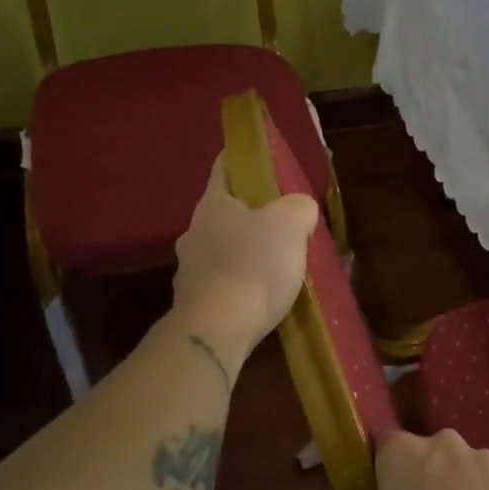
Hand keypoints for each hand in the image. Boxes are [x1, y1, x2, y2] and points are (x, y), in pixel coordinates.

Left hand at [173, 157, 317, 351]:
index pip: (224, 168)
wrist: (218, 329)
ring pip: (223, 249)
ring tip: (279, 264)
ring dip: (247, 252)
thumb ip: (298, 207)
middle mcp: (194, 232)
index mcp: (213, 204)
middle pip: (225, 212)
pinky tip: (264, 296)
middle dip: (252, 214)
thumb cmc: (254, 265)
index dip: (242, 159)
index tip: (261, 159)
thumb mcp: (290, 224)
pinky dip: (243, 284)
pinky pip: (224, 283)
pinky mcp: (195, 302)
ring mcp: (189, 269)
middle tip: (283, 221)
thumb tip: (299, 208)